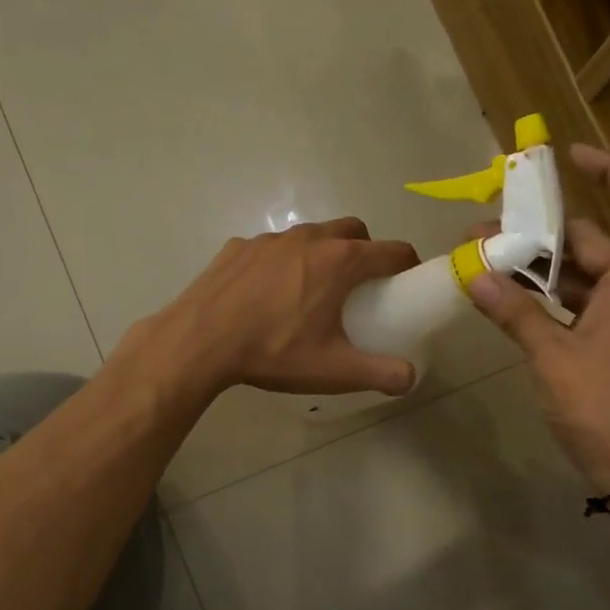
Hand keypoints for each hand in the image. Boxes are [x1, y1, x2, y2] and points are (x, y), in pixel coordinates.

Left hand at [128, 218, 420, 399]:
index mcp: (341, 262)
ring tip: (312, 290)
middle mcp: (310, 239)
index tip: (407, 282)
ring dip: (323, 253)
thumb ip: (381, 374)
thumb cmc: (274, 352)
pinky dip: (282, 262)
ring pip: (311, 235)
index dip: (407, 265)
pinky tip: (267, 294)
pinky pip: (272, 248)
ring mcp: (270, 239)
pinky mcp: (239, 247)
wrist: (200, 341)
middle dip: (366, 251)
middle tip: (360, 286)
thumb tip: (409, 378)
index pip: (391, 251)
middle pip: (353, 231)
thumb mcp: (335, 371)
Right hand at [468, 143, 609, 487]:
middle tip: (484, 230)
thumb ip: (515, 312)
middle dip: (539, 230)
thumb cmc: (604, 404)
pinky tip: (502, 298)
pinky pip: (574, 301)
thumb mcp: (553, 355)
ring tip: (481, 262)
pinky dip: (541, 296)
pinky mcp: (609, 339)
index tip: (569, 159)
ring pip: (578, 271)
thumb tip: (474, 274)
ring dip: (534, 265)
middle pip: (593, 236)